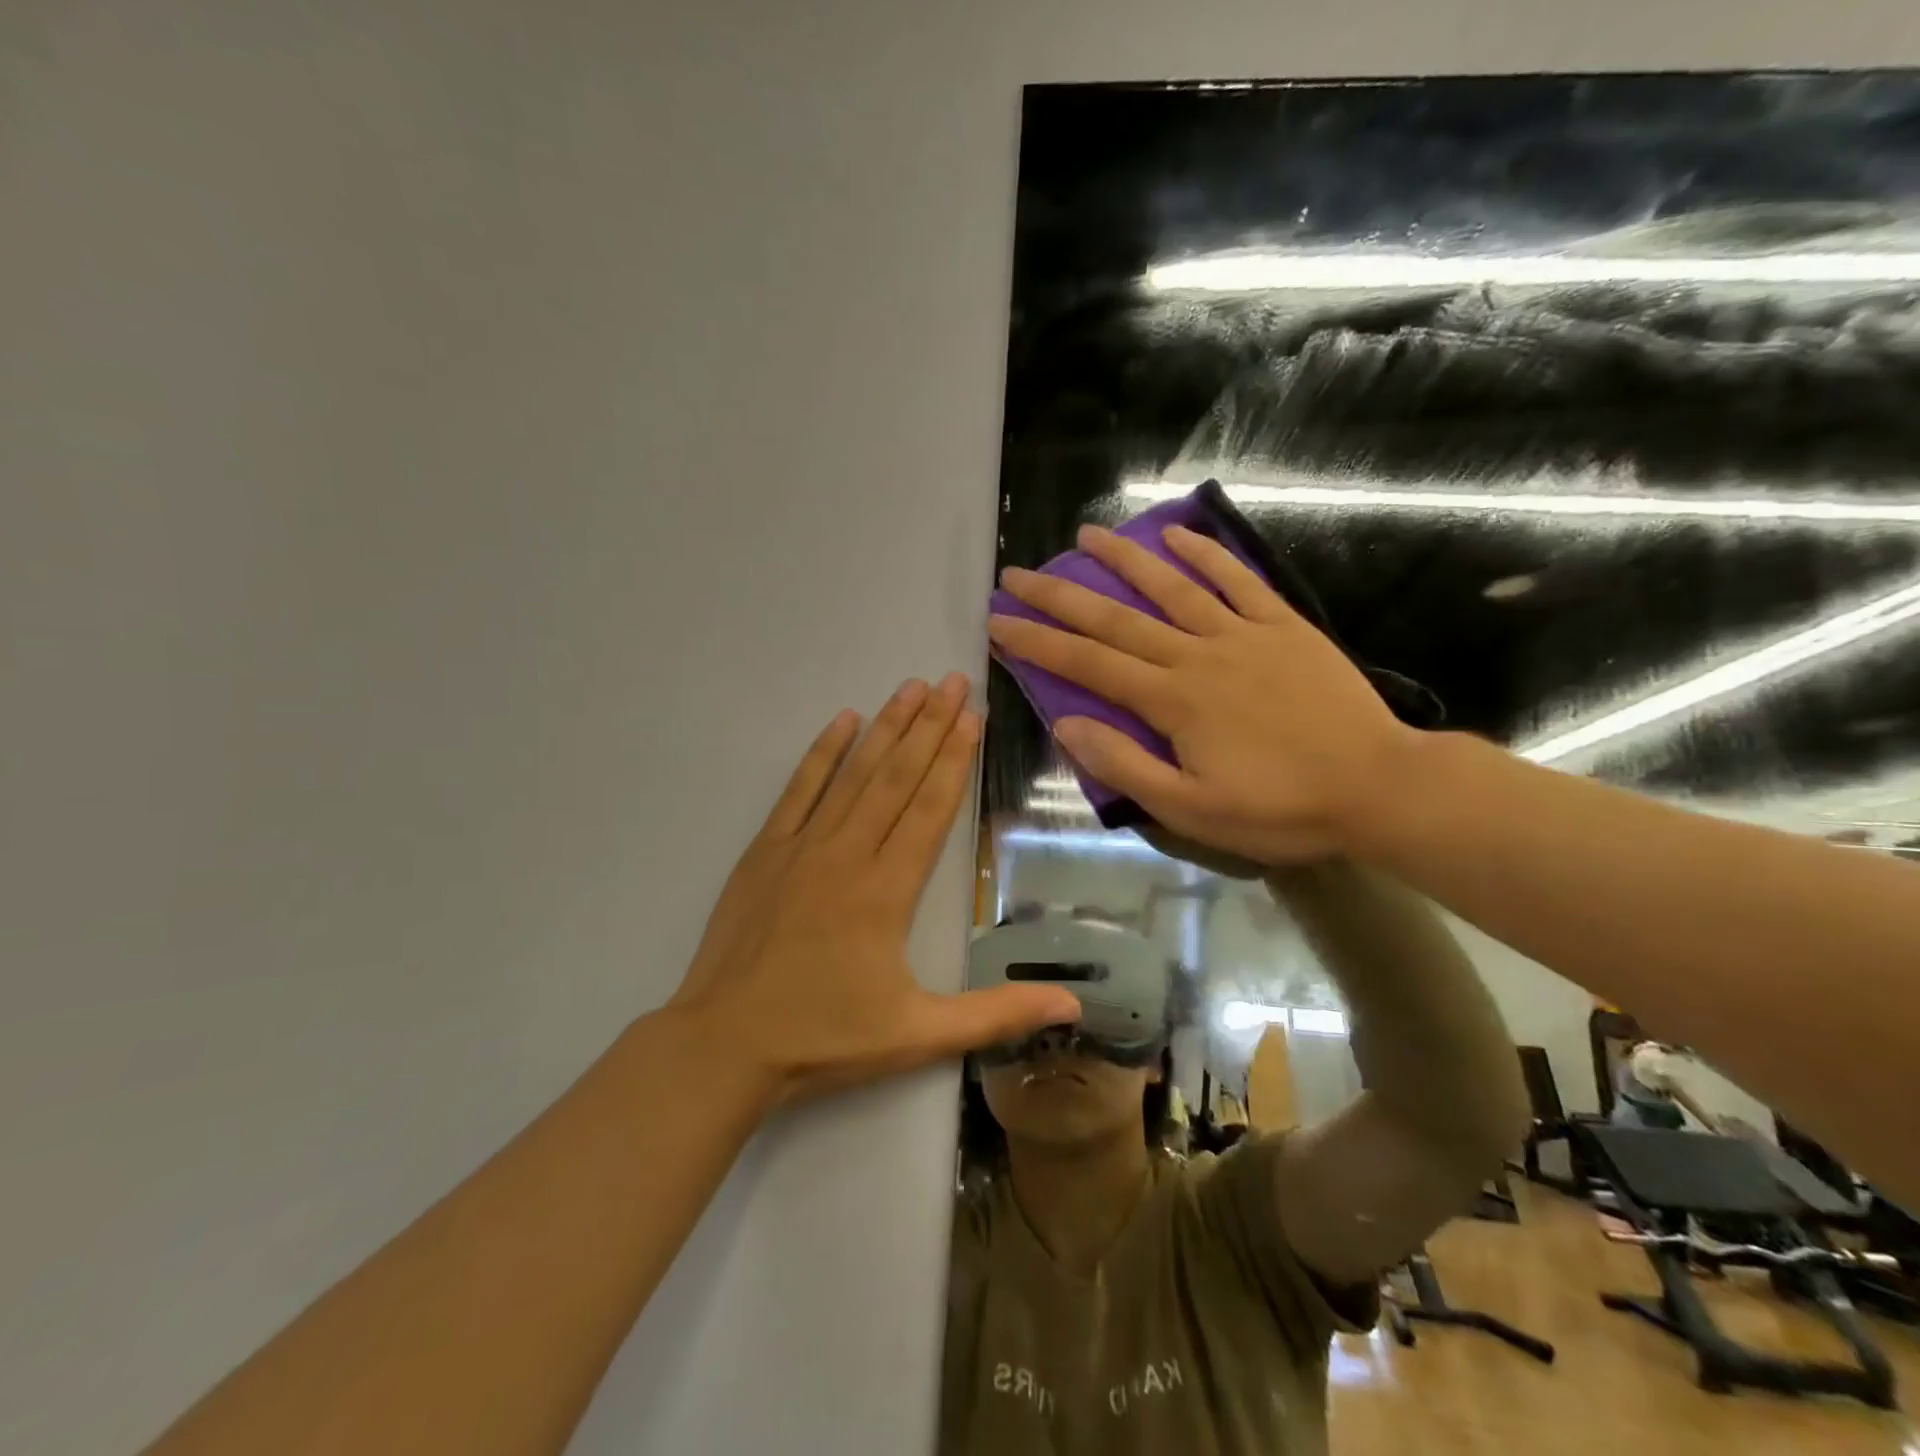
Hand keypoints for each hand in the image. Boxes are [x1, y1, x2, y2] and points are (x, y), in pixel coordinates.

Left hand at [671, 674, 1081, 1104]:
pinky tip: (841, 721)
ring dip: (885, 728)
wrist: (726, 1044)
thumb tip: (1074, 1006)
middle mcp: (848, 852)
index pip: (930, 807)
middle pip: (897, 777)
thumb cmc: (826, 1038)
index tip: (972, 715)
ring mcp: (802, 846)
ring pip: (854, 774)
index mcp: (888, 888)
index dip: (955, 758)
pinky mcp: (765, 851)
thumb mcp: (919, 1034)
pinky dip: (822, 753)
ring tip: (910, 688)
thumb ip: (997, 1015)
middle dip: (929, 725)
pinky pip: (799, 789)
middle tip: (952, 681)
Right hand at [988, 524, 1418, 865]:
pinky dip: (1207, 554)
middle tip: (1019, 573)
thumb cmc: (1281, 809)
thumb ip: (1126, 766)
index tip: (998, 621)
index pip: (1088, 665)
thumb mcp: (1192, 810)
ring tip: (1085, 535)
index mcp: (1172, 701)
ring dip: (1124, 559)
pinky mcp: (1283, 627)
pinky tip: (1179, 535)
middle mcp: (1197, 655)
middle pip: (1116, 618)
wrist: (1379, 788)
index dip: (1037, 643)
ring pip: (1172, 587)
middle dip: (1060, 596)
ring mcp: (1243, 634)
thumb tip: (1067, 724)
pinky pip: (1239, 581)